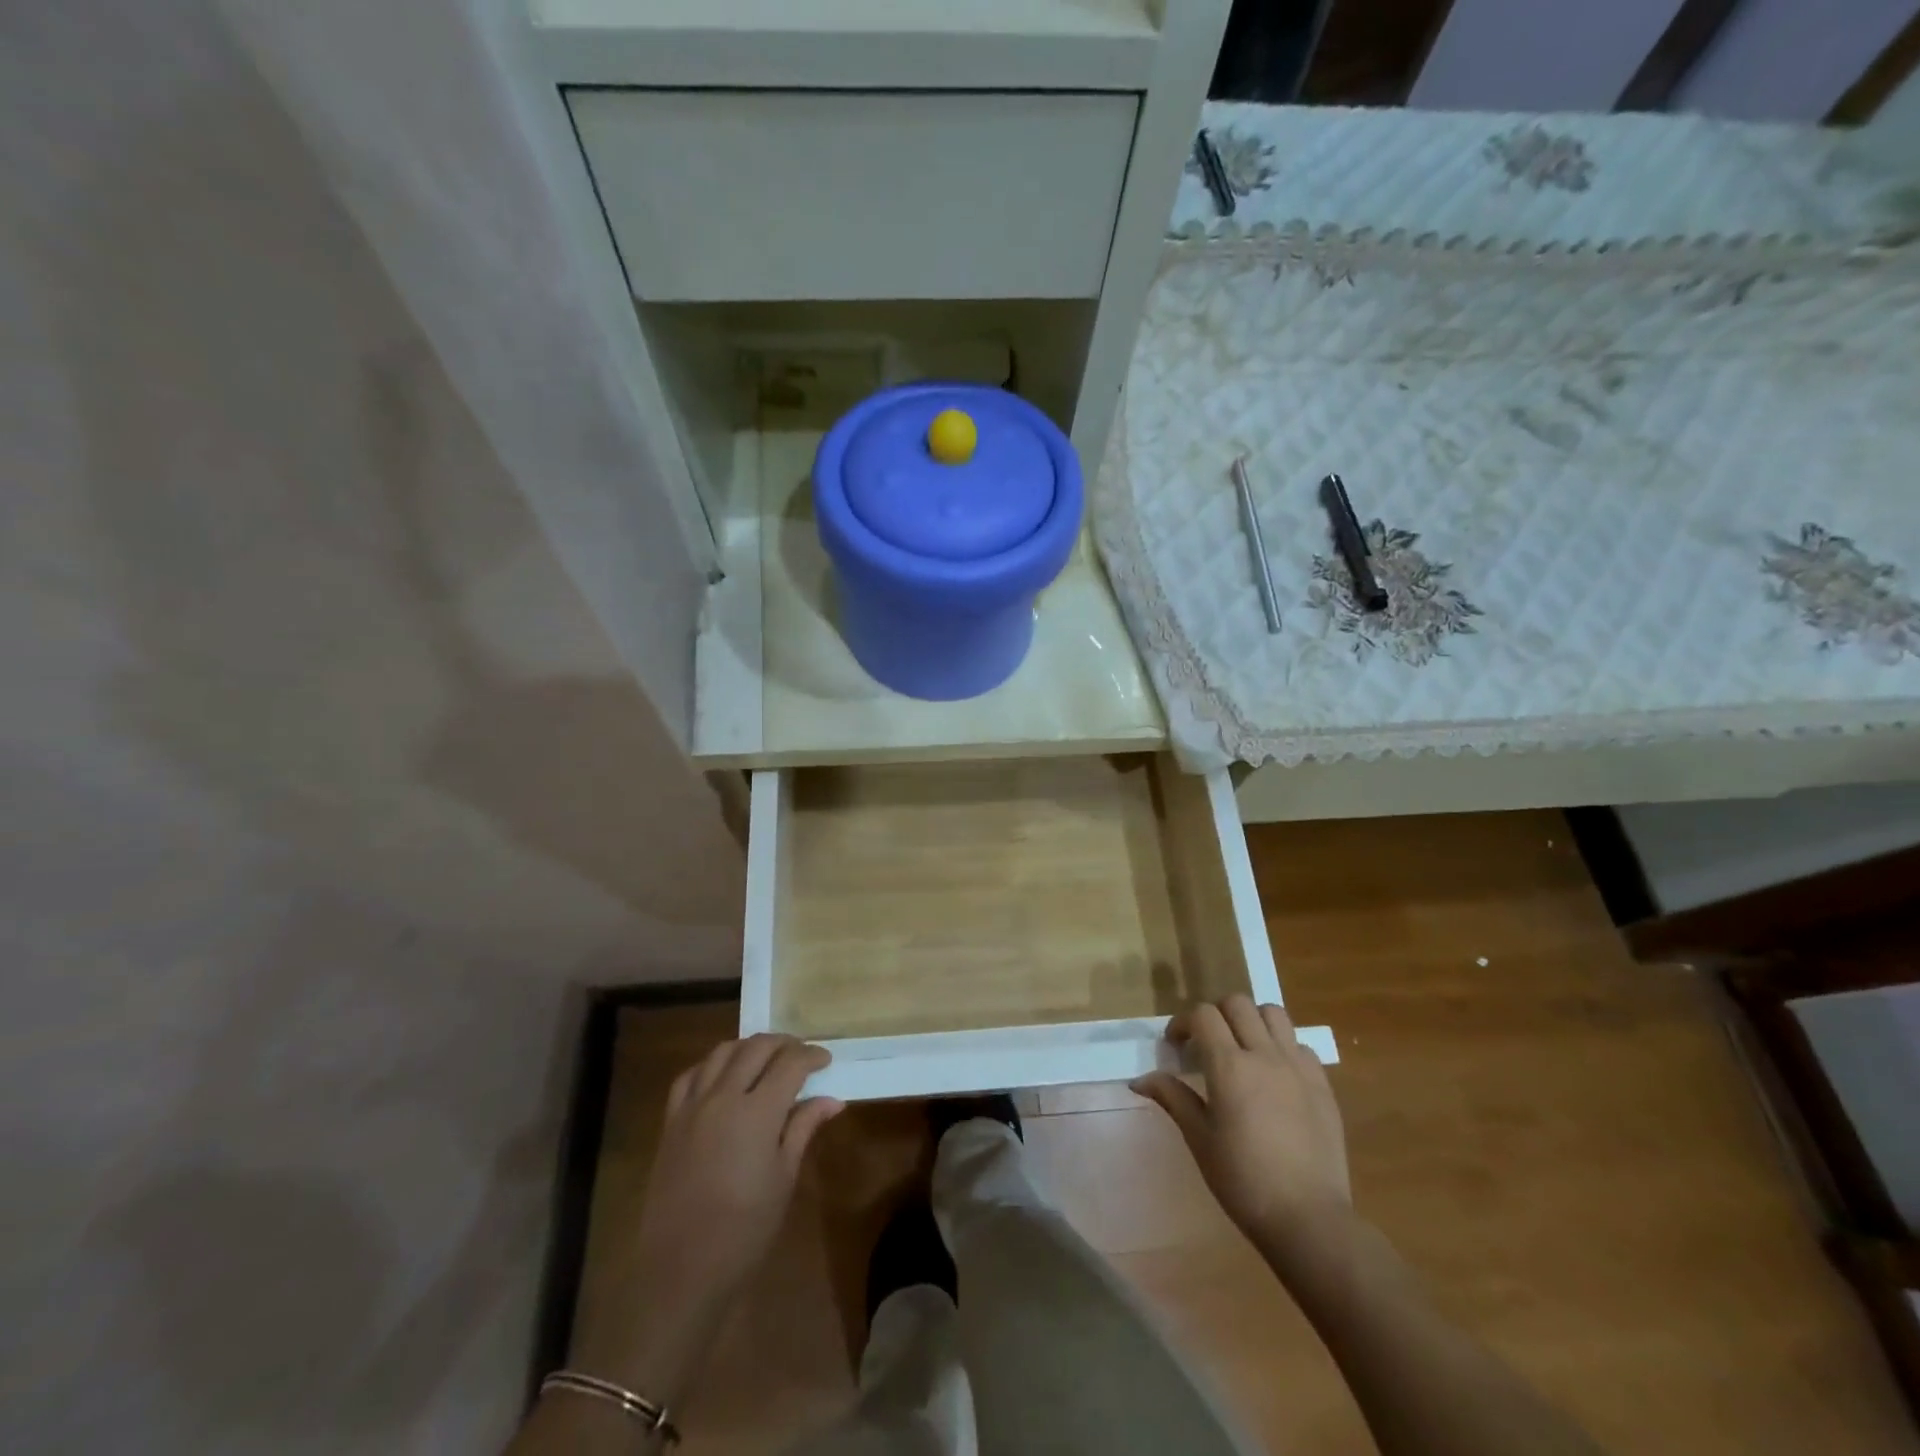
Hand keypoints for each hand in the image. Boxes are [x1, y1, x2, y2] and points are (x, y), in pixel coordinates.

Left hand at [572, 1035, 841, 1403]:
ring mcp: (692, 1106)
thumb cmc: (744, 1229)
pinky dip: (711, 1065)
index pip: (790, 1063)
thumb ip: (804, 1128)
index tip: (825, 1060)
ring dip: (748, 1047)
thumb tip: (832, 1099)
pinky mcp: (670, 1122)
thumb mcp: (784, 1178)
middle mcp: (723, 1097)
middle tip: (801, 1054)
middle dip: (783, 1043)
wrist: (682, 1269)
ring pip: (722, 1052)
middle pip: (756, 1047)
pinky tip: (722, 1077)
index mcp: (757, 1112)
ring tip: (765, 1059)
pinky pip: (691, 1075)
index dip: (811, 1055)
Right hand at [1132, 996, 1351, 1273]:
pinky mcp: (1322, 1085)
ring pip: (1273, 1014)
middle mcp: (1265, 1055)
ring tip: (1243, 1048)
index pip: (1203, 1015)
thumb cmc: (1244, 1180)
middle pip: (1237, 1004)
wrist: (1309, 1218)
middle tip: (1206, 1044)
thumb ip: (1173, 1098)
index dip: (1184, 1023)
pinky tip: (1275, 1076)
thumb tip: (1140, 1080)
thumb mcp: (1200, 1139)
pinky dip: (1282, 1047)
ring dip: (1252, 1021)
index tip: (1176, 1046)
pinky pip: (1300, 1045)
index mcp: (1230, 1066)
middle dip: (1216, 1015)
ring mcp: (1298, 1067)